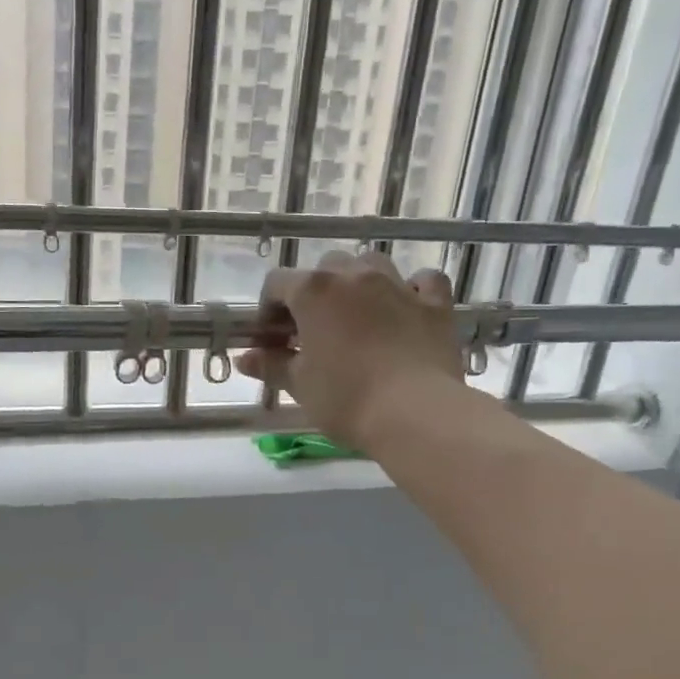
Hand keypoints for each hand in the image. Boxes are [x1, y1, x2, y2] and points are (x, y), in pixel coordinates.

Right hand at [236, 249, 466, 450]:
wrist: (415, 413)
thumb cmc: (345, 398)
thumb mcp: (299, 385)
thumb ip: (270, 365)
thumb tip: (245, 358)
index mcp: (314, 291)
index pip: (276, 284)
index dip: (268, 310)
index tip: (270, 340)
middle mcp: (355, 276)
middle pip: (325, 269)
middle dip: (313, 294)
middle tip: (311, 331)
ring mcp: (398, 286)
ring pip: (371, 265)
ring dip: (358, 283)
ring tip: (355, 316)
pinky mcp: (435, 304)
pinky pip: (422, 282)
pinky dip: (411, 289)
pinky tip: (405, 308)